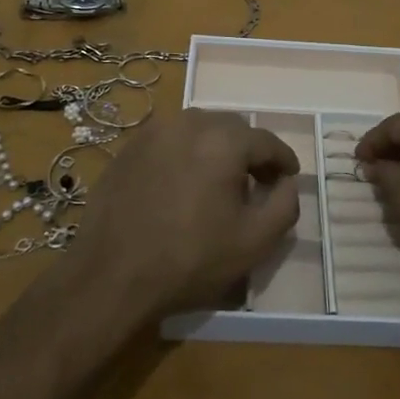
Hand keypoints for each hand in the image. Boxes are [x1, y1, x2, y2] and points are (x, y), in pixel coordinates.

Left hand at [67, 109, 301, 321]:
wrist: (110, 275)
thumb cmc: (189, 259)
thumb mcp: (253, 242)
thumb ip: (284, 206)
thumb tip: (288, 183)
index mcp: (223, 140)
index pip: (266, 141)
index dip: (283, 160)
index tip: (289, 177)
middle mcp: (189, 123)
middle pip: (233, 128)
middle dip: (250, 151)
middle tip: (257, 181)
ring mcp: (154, 132)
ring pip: (200, 129)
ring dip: (217, 148)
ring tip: (220, 181)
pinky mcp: (129, 147)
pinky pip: (171, 139)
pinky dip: (186, 152)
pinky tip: (184, 183)